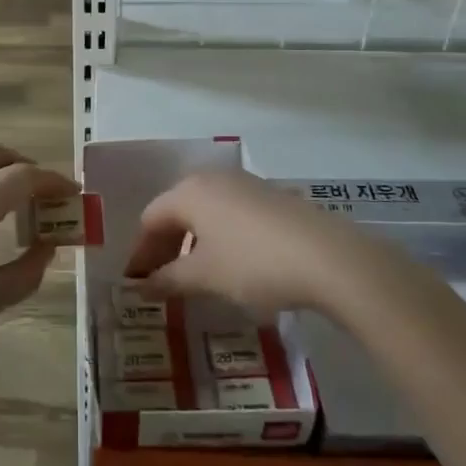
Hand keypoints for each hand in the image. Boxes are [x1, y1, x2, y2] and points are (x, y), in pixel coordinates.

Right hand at [125, 168, 366, 318]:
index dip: (141, 252)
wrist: (329, 258)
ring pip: (205, 211)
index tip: (136, 284)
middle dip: (165, 246)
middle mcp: (213, 178)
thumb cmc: (254, 264)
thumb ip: (168, 279)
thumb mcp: (205, 277)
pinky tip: (230, 262)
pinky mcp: (271, 197)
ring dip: (192, 241)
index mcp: (189, 192)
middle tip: (160, 281)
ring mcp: (245, 184)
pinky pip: (230, 213)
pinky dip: (219, 236)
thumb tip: (141, 287)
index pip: (151, 219)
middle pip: (176, 211)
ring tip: (194, 274)